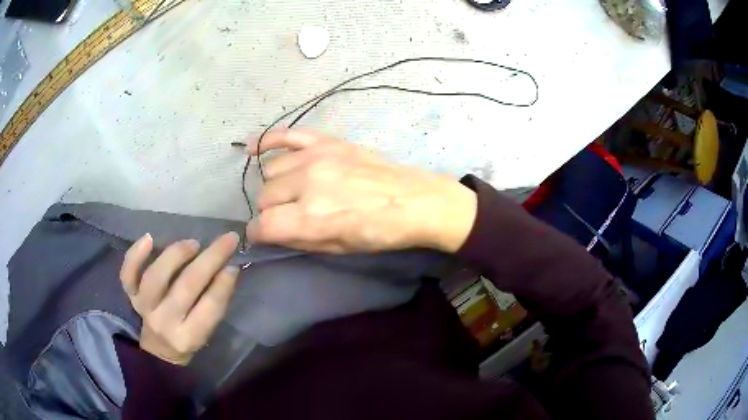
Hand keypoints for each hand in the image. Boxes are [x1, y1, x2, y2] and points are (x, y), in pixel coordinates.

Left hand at [119, 232, 239, 364]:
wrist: (159, 348)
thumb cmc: (188, 338)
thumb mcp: (206, 331)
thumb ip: (213, 304)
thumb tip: (226, 268)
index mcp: (188, 336)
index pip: (209, 308)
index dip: (223, 284)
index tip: (234, 264)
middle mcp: (164, 322)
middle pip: (185, 287)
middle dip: (210, 260)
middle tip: (227, 240)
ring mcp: (144, 307)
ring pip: (155, 277)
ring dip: (176, 256)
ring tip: (193, 243)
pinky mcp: (131, 295)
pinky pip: (128, 275)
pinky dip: (135, 255)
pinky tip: (149, 238)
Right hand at [246, 129, 476, 253]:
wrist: (415, 201)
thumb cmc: (379, 233)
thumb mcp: (338, 248)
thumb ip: (298, 239)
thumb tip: (269, 233)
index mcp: (311, 217)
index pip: (263, 226)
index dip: (258, 234)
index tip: (263, 236)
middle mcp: (307, 184)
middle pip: (265, 197)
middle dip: (270, 211)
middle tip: (286, 215)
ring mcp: (317, 157)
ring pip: (272, 170)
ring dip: (275, 186)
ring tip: (291, 192)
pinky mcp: (328, 141)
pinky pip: (287, 134)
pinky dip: (268, 140)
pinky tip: (254, 147)